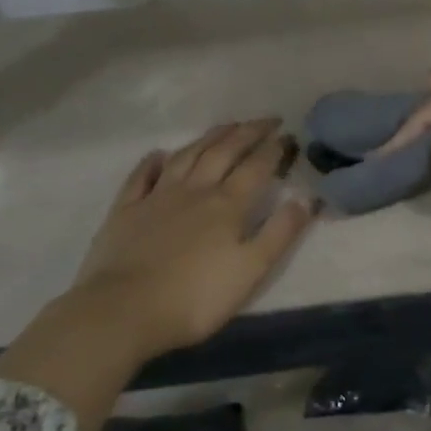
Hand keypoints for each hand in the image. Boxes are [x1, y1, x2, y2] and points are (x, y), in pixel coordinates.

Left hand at [0, 120, 312, 430]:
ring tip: (226, 126)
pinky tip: (160, 154)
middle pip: (223, 152)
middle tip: (266, 119)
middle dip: (247, 133)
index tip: (288, 134)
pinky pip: (141, 176)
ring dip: (209, 137)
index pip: (256, 167)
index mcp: (227, 205)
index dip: (274, 149)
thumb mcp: (251, 271)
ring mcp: (156, 197)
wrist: (124, 310)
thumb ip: (280, 233)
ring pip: (187, 156)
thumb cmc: (196, 297)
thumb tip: (307, 198)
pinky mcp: (125, 210)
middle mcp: (194, 190)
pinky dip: (153, 161)